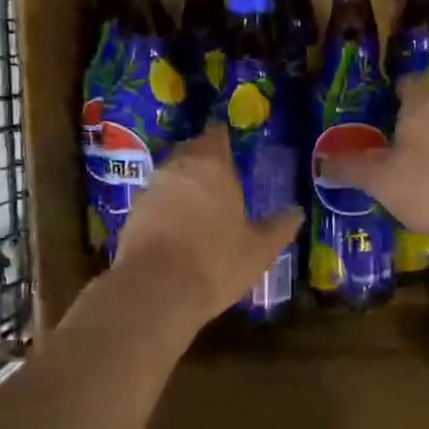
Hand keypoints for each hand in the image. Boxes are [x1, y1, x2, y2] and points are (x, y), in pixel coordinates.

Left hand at [111, 125, 302, 329]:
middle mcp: (177, 169)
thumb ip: (279, 227)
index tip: (231, 148)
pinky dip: (166, 209)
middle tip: (219, 177)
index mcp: (212, 167)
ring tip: (199, 205)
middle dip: (203, 160)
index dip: (223, 140)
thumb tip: (296, 212)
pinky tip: (177, 228)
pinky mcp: (132, 215)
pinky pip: (154, 202)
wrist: (156, 290)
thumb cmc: (216, 262)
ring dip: (183, 185)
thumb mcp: (259, 250)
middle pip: (189, 152)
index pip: (216, 137)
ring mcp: (150, 191)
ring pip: (170, 177)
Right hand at [320, 78, 428, 251]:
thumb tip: (322, 162)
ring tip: (417, 160)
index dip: (392, 96)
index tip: (380, 116)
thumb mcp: (379, 179)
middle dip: (415, 114)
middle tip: (395, 138)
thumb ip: (349, 167)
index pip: (407, 82)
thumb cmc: (427, 185)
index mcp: (423, 99)